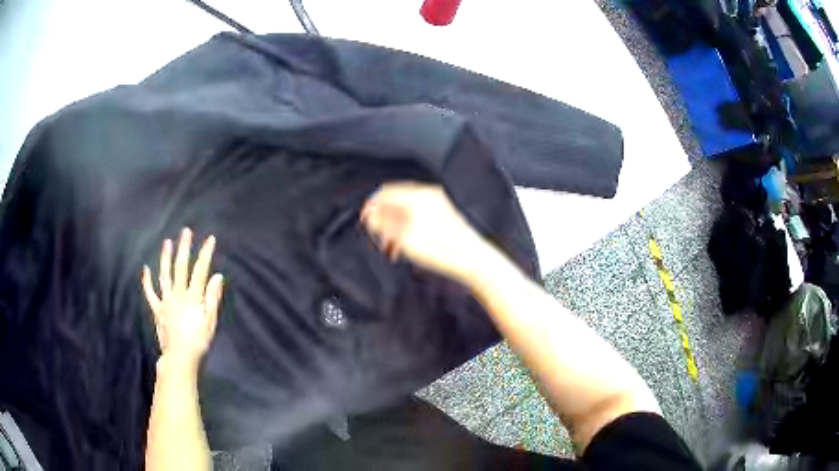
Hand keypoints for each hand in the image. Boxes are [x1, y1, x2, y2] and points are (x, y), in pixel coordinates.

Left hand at [142, 228, 223, 366]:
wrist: (179, 357)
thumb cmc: (198, 342)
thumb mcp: (210, 322)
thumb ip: (212, 298)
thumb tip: (217, 276)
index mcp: (193, 297)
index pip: (200, 271)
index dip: (205, 254)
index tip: (210, 239)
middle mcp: (178, 294)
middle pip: (181, 267)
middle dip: (184, 248)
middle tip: (185, 232)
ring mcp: (165, 300)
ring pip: (165, 275)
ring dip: (165, 258)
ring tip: (167, 242)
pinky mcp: (157, 309)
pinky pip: (150, 293)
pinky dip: (147, 281)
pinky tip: (146, 269)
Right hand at [360, 182, 489, 282]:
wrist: (474, 261)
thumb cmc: (442, 249)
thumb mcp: (405, 237)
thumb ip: (384, 223)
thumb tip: (369, 214)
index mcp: (419, 195)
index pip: (386, 193)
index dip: (372, 207)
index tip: (365, 221)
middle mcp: (429, 196)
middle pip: (396, 201)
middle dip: (384, 219)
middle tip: (379, 237)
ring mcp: (439, 206)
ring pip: (407, 211)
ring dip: (396, 227)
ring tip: (393, 247)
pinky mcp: (444, 218)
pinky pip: (419, 218)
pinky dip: (408, 229)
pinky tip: (407, 245)